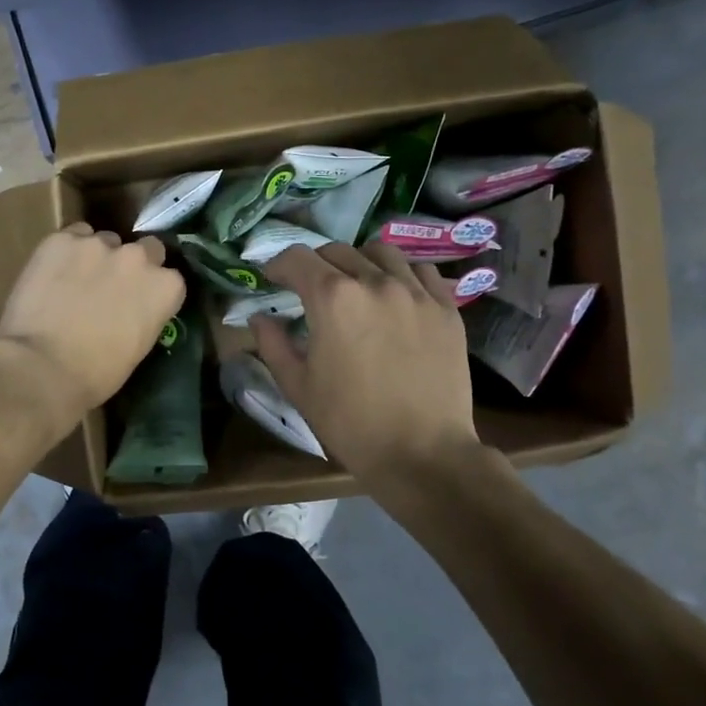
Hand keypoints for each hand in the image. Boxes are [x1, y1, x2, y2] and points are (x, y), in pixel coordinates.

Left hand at [0, 222, 185, 430]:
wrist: (43, 367)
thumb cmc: (96, 374)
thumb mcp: (138, 347)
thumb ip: (145, 314)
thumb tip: (132, 308)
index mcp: (165, 288)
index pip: (170, 277)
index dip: (152, 289)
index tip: (139, 302)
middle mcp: (138, 258)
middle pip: (145, 248)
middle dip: (133, 264)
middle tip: (111, 286)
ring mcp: (99, 244)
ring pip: (105, 240)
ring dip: (97, 257)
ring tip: (75, 281)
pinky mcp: (62, 240)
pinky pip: (71, 236)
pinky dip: (66, 251)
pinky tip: (53, 273)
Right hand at [251, 243, 480, 490]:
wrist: (423, 454)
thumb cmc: (351, 423)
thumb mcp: (298, 386)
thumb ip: (273, 344)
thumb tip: (259, 318)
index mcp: (332, 298)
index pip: (297, 258)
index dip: (278, 266)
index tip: (272, 280)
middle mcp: (374, 282)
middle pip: (337, 251)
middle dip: (315, 264)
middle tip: (310, 288)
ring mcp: (415, 292)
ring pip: (381, 252)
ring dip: (359, 261)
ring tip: (356, 284)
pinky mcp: (446, 308)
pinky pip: (421, 271)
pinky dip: (402, 274)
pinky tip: (396, 295)